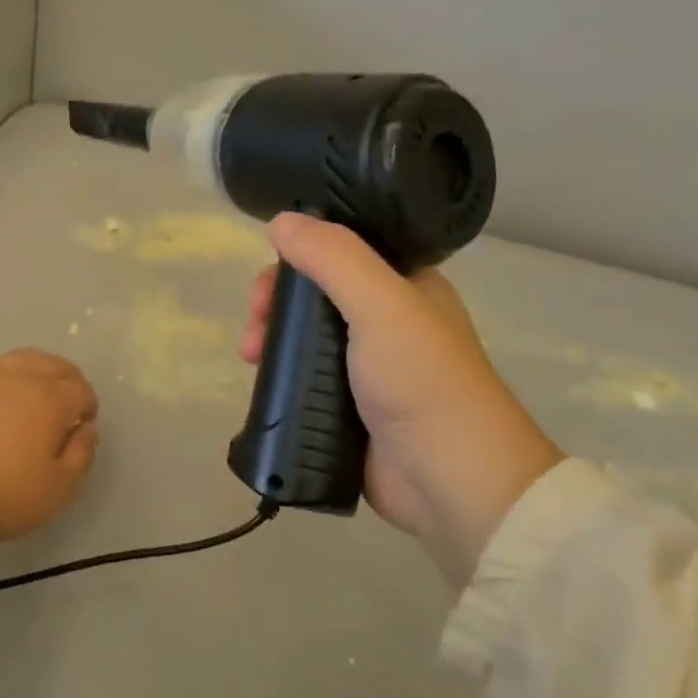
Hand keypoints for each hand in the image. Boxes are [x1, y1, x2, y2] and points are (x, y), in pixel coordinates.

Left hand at [0, 350, 100, 553]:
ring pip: (19, 361)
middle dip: (66, 380)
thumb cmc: (3, 495)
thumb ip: (81, 454)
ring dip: (35, 374)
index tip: (84, 425)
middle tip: (66, 405)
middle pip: (51, 364)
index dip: (88, 405)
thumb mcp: (58, 489)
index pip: (79, 388)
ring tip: (33, 399)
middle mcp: (17, 378)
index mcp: (48, 398)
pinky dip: (5, 383)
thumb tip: (86, 429)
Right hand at [240, 215, 562, 588]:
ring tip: (249, 358)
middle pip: (314, 294)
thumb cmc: (422, 380)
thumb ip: (333, 258)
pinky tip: (260, 379)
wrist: (448, 478)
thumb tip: (282, 220)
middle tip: (254, 323)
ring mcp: (364, 366)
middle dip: (276, 302)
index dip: (299, 255)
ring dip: (270, 337)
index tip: (270, 276)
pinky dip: (278, 373)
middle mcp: (385, 320)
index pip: (341, 251)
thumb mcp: (381, 305)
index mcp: (405, 286)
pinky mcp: (346, 406)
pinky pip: (302, 376)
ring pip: (303, 336)